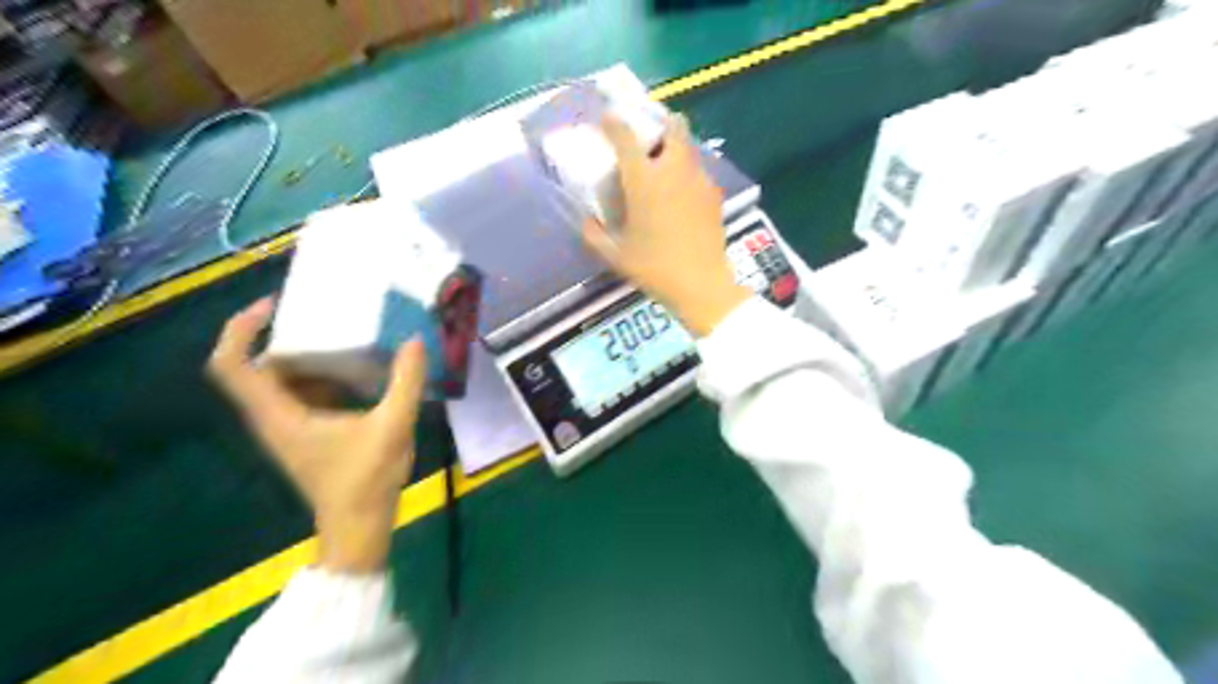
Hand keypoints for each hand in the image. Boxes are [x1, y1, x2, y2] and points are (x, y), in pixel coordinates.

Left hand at [212, 299, 428, 571]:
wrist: (358, 527)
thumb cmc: (366, 480)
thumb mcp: (393, 426)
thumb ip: (407, 382)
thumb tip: (415, 340)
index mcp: (279, 414)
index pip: (231, 365)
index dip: (241, 329)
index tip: (274, 306)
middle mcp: (272, 417)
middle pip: (255, 365)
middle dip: (282, 335)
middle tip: (320, 313)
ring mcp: (287, 426)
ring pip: (280, 379)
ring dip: (304, 354)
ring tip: (342, 333)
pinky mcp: (304, 432)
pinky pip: (301, 392)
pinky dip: (320, 374)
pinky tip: (356, 367)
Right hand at [583, 111, 752, 335]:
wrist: (701, 284)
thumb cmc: (654, 268)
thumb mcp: (615, 255)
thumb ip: (594, 234)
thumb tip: (586, 221)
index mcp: (644, 179)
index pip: (625, 136)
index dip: (613, 123)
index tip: (606, 119)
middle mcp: (674, 169)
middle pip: (673, 126)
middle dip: (659, 124)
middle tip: (647, 141)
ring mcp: (699, 180)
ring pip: (689, 147)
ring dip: (675, 148)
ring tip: (664, 169)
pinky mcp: (715, 195)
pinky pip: (699, 171)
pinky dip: (688, 173)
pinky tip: (681, 196)